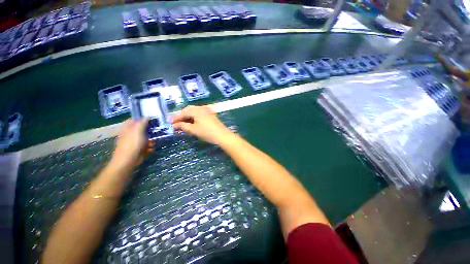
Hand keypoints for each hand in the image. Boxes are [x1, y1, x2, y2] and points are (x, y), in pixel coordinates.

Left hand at [111, 119, 152, 169]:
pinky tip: (150, 149)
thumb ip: (143, 122)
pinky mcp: (139, 149)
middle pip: (143, 129)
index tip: (152, 120)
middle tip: (156, 132)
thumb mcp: (138, 130)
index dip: (143, 119)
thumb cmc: (133, 144)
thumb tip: (147, 116)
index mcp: (129, 128)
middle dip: (150, 132)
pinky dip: (150, 147)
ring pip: (147, 138)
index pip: (135, 120)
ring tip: (151, 144)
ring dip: (151, 141)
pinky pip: (147, 145)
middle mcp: (131, 134)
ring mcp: (135, 142)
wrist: (129, 160)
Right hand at [172, 106, 233, 144]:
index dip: (176, 118)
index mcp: (196, 110)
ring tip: (183, 125)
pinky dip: (194, 118)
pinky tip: (192, 123)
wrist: (222, 135)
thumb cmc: (207, 132)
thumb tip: (175, 125)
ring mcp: (207, 111)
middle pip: (188, 111)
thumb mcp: (194, 130)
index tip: (169, 123)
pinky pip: (199, 114)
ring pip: (194, 112)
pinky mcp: (210, 115)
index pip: (183, 112)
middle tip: (176, 124)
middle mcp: (201, 108)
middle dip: (182, 117)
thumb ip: (183, 126)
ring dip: (188, 118)